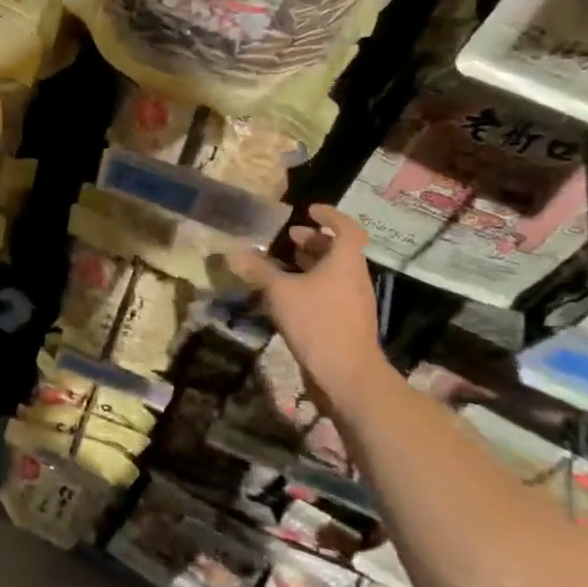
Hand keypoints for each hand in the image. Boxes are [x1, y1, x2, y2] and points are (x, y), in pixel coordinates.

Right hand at [228, 205, 385, 399]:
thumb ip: (258, 270)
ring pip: (334, 273)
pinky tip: (287, 295)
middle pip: (339, 251)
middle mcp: (354, 279)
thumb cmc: (317, 322)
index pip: (347, 229)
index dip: (330, 216)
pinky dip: (311, 285)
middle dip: (314, 241)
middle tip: (289, 238)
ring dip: (311, 264)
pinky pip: (330, 293)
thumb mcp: (280, 292)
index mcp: (345, 263)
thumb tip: (233, 253)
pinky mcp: (347, 323)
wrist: (348, 376)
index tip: (309, 210)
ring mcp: (353, 303)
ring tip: (283, 264)